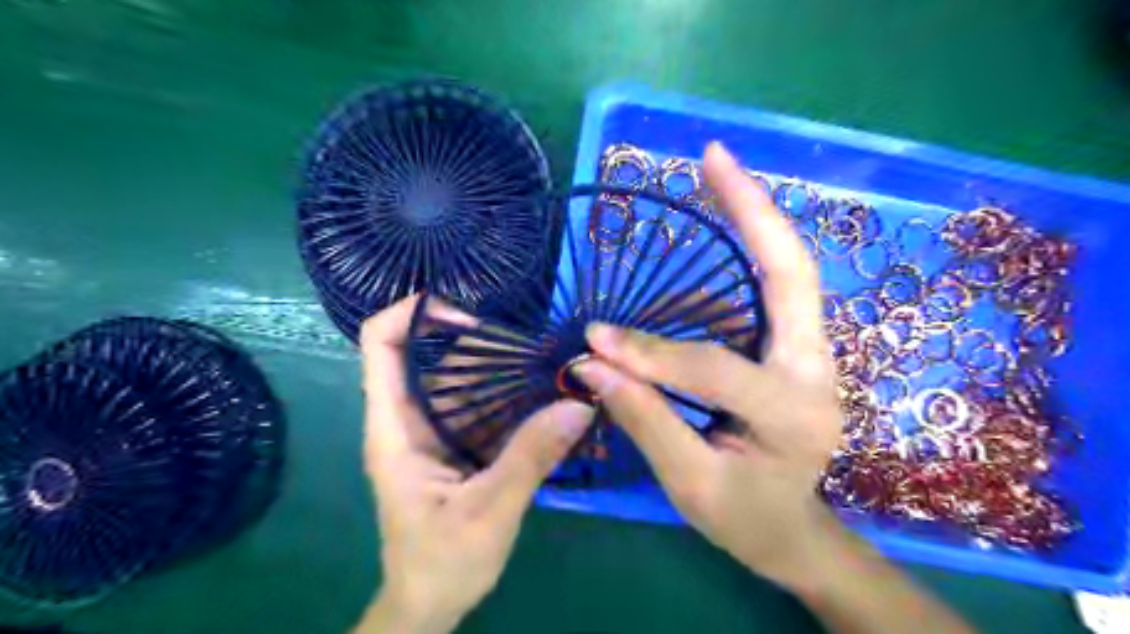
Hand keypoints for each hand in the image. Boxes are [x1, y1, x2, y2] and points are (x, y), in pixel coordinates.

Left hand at [357, 297, 593, 633]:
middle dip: (477, 342)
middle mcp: (410, 419)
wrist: (430, 605)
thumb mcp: (490, 511)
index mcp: (395, 428)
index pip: (380, 345)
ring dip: (501, 368)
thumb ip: (531, 456)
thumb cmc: (442, 563)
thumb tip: (578, 404)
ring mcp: (435, 431)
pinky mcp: (457, 445)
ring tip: (548, 364)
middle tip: (532, 345)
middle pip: (431, 355)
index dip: (413, 314)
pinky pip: (481, 405)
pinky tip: (545, 395)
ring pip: (461, 379)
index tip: (466, 314)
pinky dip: (510, 395)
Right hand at [574, 144, 971, 633]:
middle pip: (792, 272)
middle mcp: (816, 370)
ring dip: (751, 220)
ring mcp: (812, 353)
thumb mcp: (690, 484)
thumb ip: (646, 420)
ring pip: (787, 272)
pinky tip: (710, 237)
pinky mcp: (794, 348)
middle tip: (713, 157)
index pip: (713, 367)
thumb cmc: (744, 518)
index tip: (594, 340)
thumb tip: (593, 366)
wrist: (792, 529)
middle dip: (752, 209)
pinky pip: (770, 290)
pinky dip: (741, 255)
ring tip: (712, 175)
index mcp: (794, 415)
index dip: (649, 353)